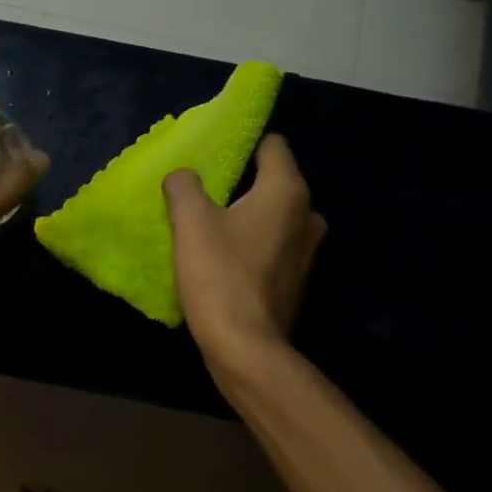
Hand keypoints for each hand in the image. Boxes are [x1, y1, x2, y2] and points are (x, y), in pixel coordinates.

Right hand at [162, 134, 325, 365]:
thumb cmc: (220, 276)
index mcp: (287, 191)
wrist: (246, 348)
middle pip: (272, 181)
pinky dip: (252, 243)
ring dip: (245, 216)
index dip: (242, 143)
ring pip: (272, 215)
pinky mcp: (297, 279)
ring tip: (209, 226)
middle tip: (203, 192)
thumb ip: (184, 186)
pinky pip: (273, 245)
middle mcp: (307, 214)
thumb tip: (183, 175)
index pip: (272, 145)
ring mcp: (307, 250)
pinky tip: (224, 258)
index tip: (212, 154)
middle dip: (240, 183)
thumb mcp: (190, 222)